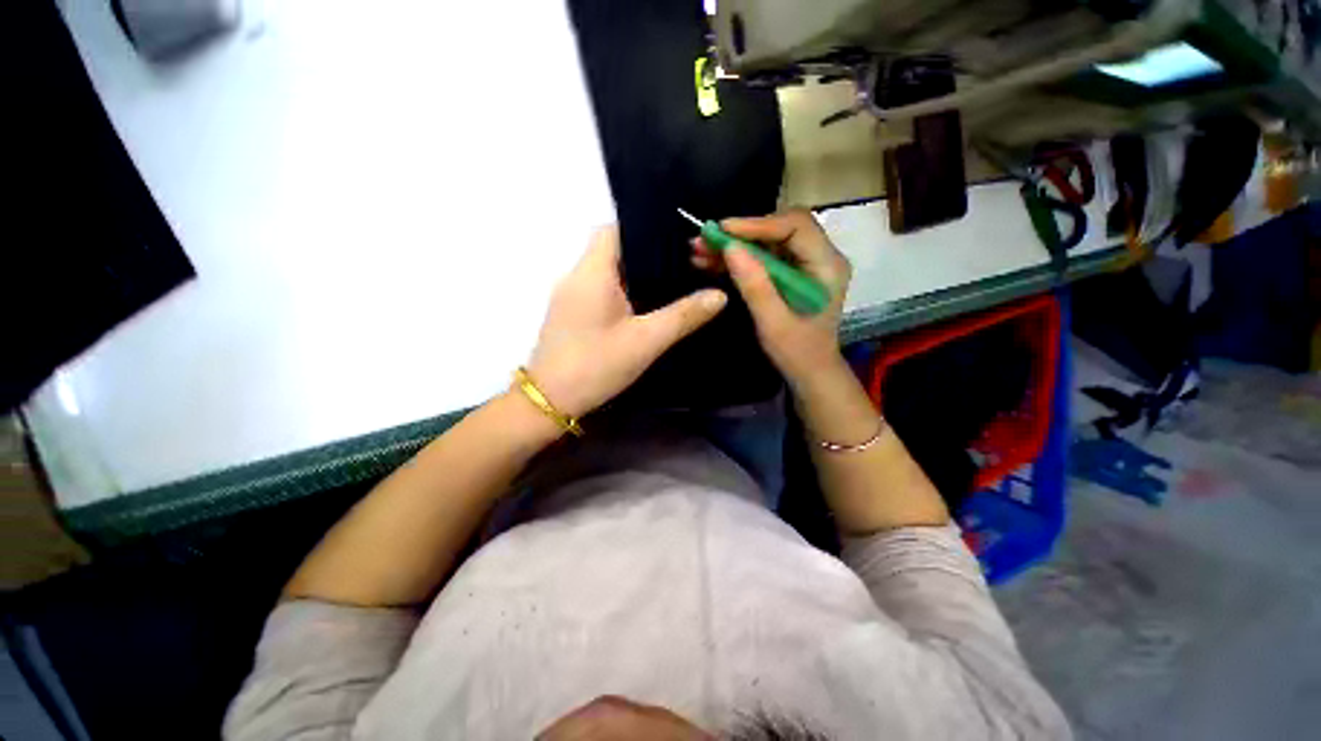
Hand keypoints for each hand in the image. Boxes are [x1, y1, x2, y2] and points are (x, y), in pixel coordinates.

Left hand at [527, 225, 726, 417]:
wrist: (549, 401)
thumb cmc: (595, 366)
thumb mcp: (645, 341)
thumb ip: (683, 316)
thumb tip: (719, 295)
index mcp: (592, 272)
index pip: (614, 228)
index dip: (644, 229)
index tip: (676, 241)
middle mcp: (576, 275)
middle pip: (612, 248)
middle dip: (647, 254)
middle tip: (683, 264)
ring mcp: (570, 295)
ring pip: (607, 270)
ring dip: (635, 274)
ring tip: (671, 283)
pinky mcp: (571, 313)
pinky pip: (600, 289)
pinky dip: (623, 290)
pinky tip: (644, 307)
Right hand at [691, 209, 850, 389]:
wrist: (809, 372)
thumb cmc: (797, 352)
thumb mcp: (773, 323)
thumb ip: (755, 285)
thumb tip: (730, 247)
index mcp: (826, 265)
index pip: (795, 226)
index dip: (758, 224)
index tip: (723, 229)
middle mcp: (819, 256)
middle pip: (779, 228)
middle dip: (740, 234)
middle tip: (705, 239)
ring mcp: (803, 264)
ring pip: (766, 241)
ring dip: (733, 245)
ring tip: (699, 250)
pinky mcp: (788, 274)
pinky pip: (761, 257)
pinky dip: (736, 259)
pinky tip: (710, 262)